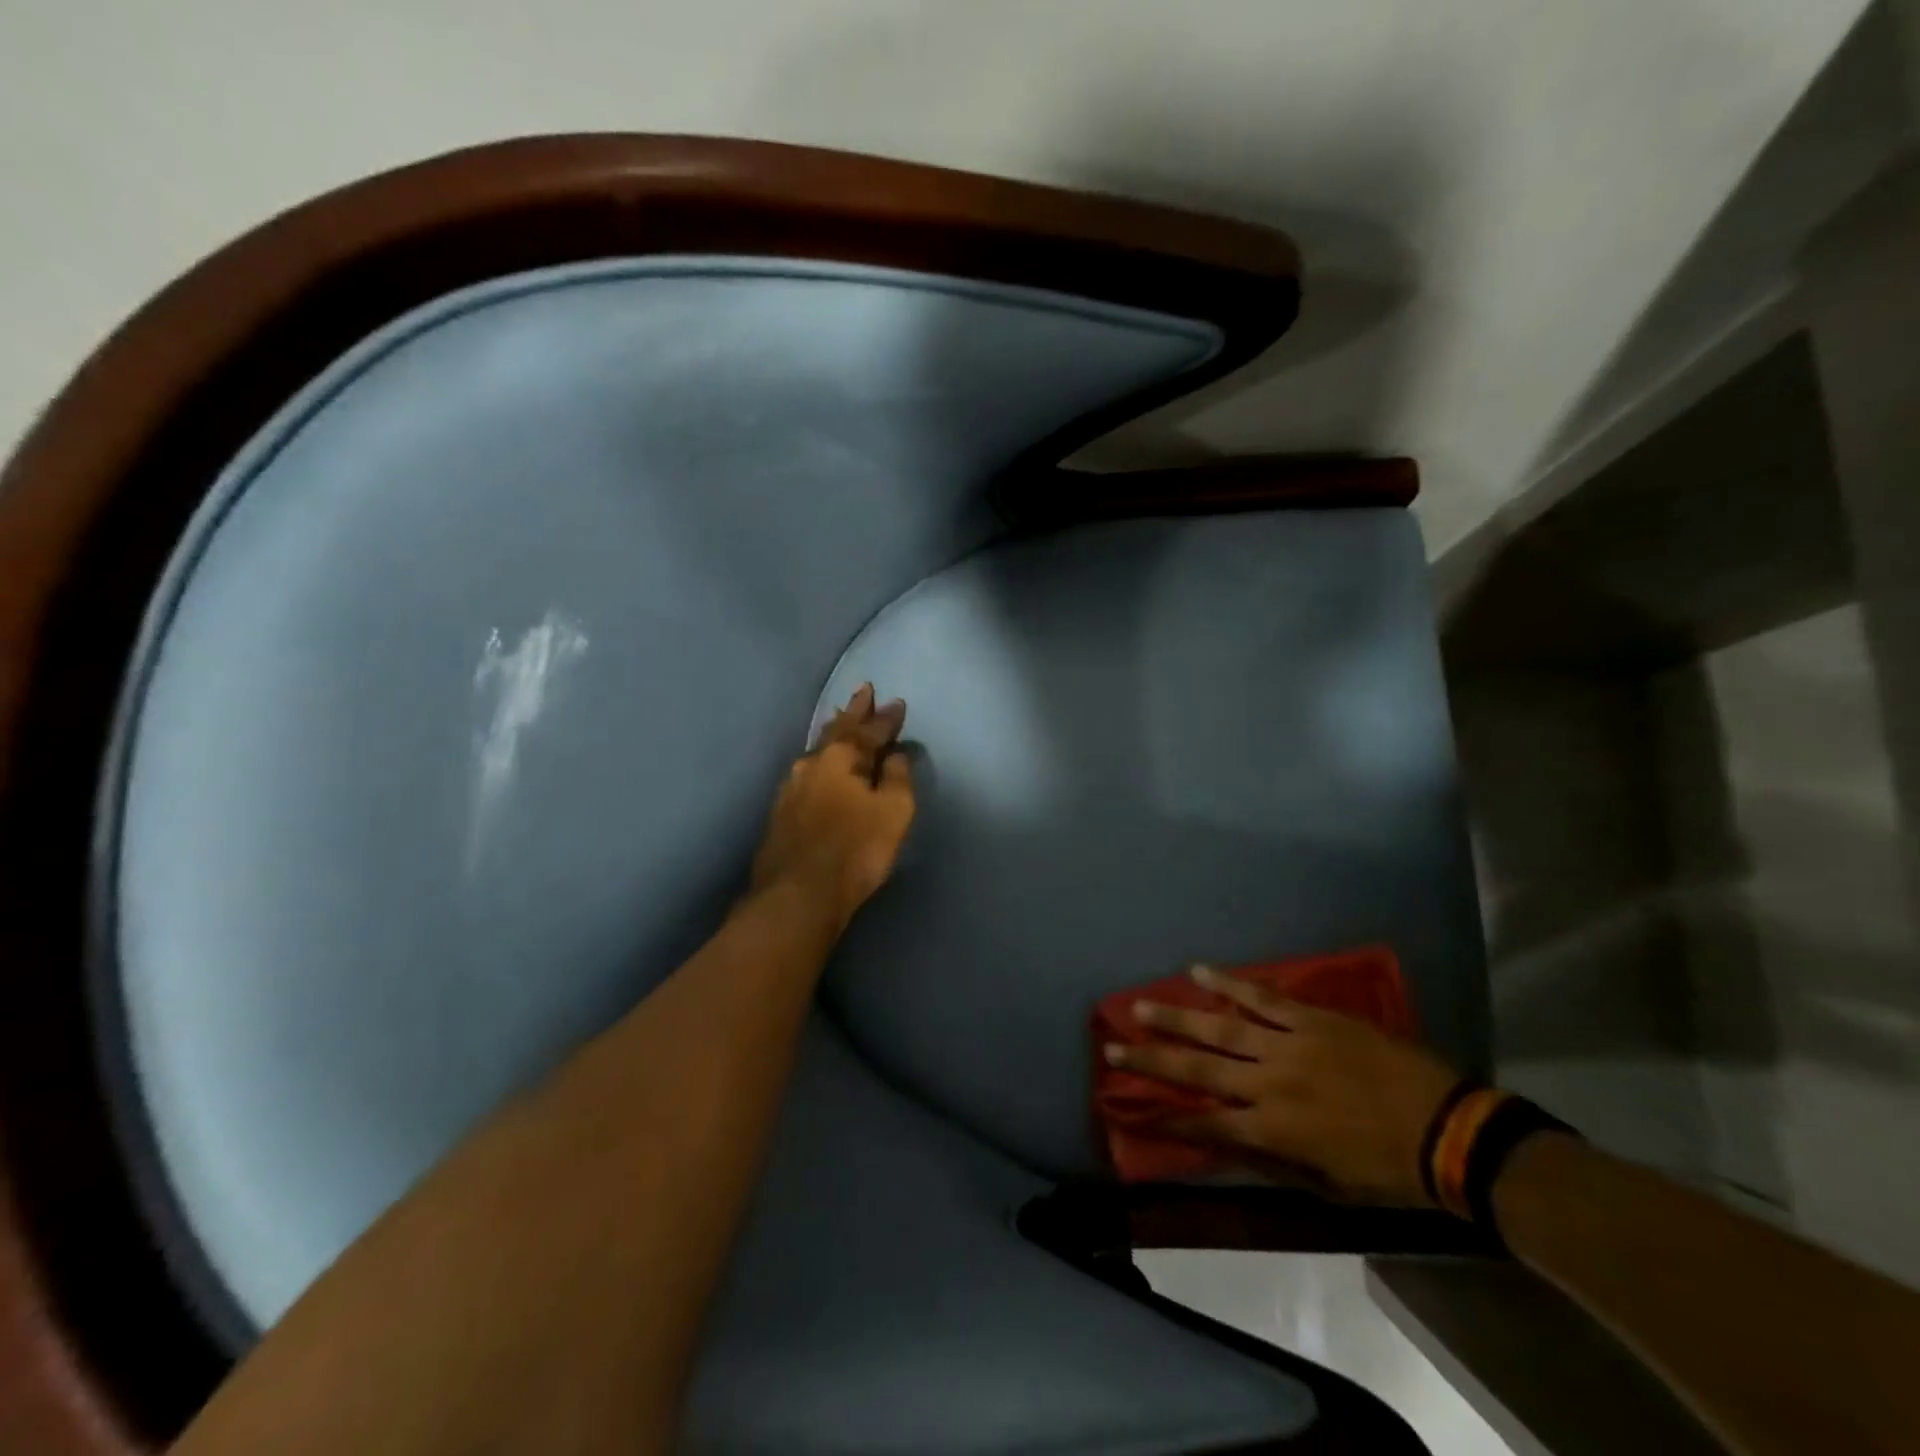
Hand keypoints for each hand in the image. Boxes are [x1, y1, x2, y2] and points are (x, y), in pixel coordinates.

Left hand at [750, 685, 914, 930]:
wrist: (798, 894)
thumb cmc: (856, 849)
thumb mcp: (893, 812)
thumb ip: (896, 778)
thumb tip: (894, 755)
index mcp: (840, 758)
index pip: (869, 731)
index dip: (886, 718)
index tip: (898, 703)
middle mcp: (811, 764)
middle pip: (837, 730)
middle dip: (854, 711)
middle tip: (864, 691)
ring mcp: (790, 787)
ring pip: (818, 750)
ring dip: (834, 733)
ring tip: (841, 719)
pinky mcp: (781, 812)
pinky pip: (808, 773)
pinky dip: (821, 761)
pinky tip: (819, 766)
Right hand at [1105, 966, 1461, 1206]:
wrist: (1447, 1130)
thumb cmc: (1389, 1168)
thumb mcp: (1328, 1183)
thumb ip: (1276, 1158)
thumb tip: (1232, 1141)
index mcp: (1275, 1130)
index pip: (1207, 1124)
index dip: (1166, 1118)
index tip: (1130, 1109)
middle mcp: (1269, 1084)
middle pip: (1199, 1071)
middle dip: (1152, 1061)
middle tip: (1112, 1047)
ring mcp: (1288, 1046)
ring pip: (1220, 1029)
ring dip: (1176, 1018)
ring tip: (1139, 1007)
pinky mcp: (1309, 1019)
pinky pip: (1262, 997)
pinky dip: (1228, 984)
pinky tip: (1198, 972)